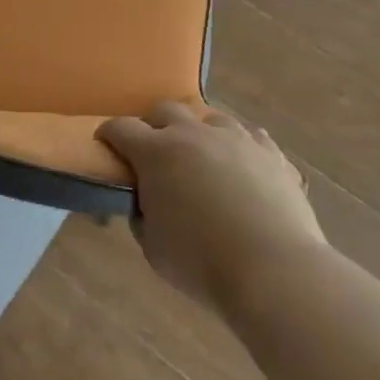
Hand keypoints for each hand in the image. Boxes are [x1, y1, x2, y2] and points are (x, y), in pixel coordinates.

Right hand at [98, 102, 326, 311]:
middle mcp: (193, 134)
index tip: (105, 145)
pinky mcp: (271, 153)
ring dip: (198, 133)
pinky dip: (239, 147)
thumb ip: (142, 216)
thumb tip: (146, 203)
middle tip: (153, 152)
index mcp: (156, 152)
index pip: (121, 128)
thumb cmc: (201, 262)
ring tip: (201, 159)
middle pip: (165, 110)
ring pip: (210, 118)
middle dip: (153, 126)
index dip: (109, 134)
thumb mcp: (153, 247)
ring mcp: (236, 138)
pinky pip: (250, 137)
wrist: (273, 269)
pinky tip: (241, 165)